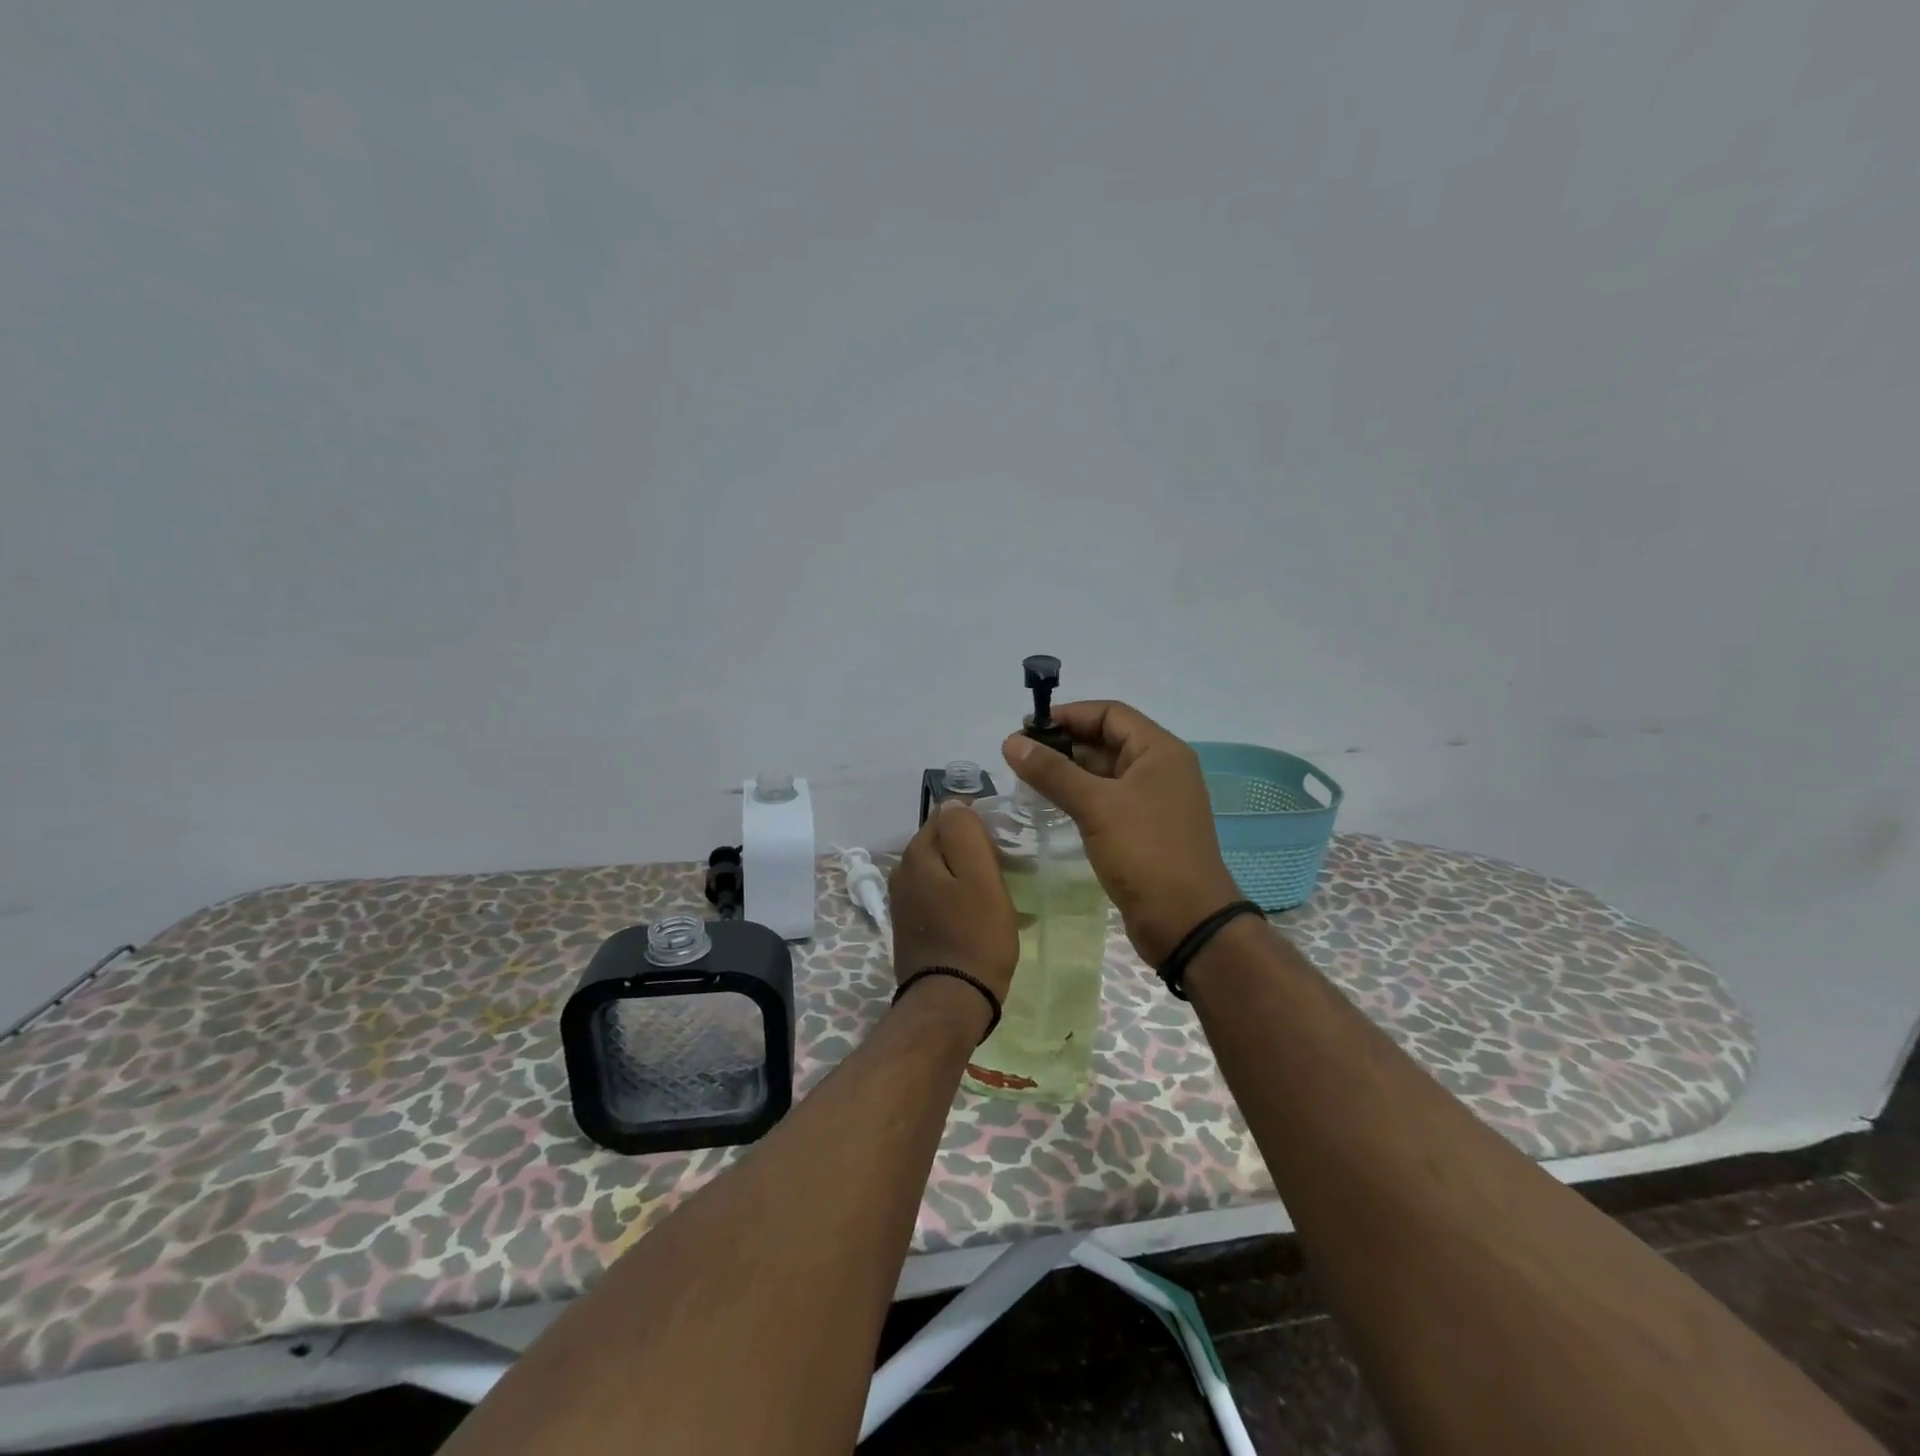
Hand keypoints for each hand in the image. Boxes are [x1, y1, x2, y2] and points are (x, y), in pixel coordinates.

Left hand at [888, 801, 1019, 1028]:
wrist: (951, 1002)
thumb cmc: (975, 936)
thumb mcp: (980, 876)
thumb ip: (965, 832)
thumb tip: (953, 803)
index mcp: (916, 854)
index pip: (945, 815)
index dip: (976, 820)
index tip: (1004, 838)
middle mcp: (902, 872)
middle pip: (940, 842)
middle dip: (969, 846)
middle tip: (1005, 863)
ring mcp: (903, 902)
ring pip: (939, 870)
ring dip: (964, 873)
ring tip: (996, 889)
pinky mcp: (910, 927)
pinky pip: (936, 896)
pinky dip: (956, 896)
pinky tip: (977, 913)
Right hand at [1002, 701, 1241, 965]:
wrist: (1186, 922)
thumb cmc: (1145, 852)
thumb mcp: (1096, 806)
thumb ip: (1052, 771)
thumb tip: (1011, 742)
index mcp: (1160, 751)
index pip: (1110, 714)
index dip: (1069, 715)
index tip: (1027, 727)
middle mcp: (1160, 769)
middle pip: (1107, 740)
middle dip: (1064, 743)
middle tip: (1019, 756)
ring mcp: (1153, 801)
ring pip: (1105, 772)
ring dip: (1068, 771)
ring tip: (1026, 778)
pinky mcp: (1144, 830)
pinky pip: (1107, 800)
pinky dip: (1080, 796)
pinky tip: (1050, 804)